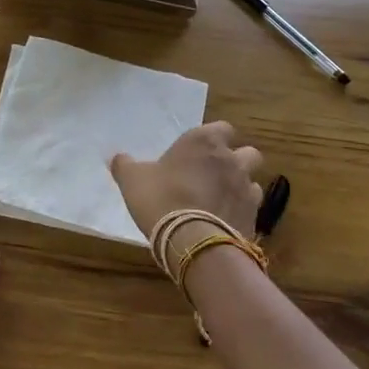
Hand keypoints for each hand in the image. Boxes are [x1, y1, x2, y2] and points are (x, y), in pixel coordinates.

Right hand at [109, 122, 264, 240]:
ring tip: (221, 201)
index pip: (223, 128)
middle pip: (248, 153)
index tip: (200, 152)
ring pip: (253, 181)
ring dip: (241, 188)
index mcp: (204, 141)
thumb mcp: (132, 179)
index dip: (215, 139)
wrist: (191, 240)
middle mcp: (231, 159)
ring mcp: (246, 188)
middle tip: (215, 175)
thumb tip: (115, 157)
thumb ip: (124, 165)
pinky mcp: (253, 216)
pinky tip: (225, 222)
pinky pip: (252, 209)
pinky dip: (241, 212)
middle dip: (237, 161)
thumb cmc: (161, 198)